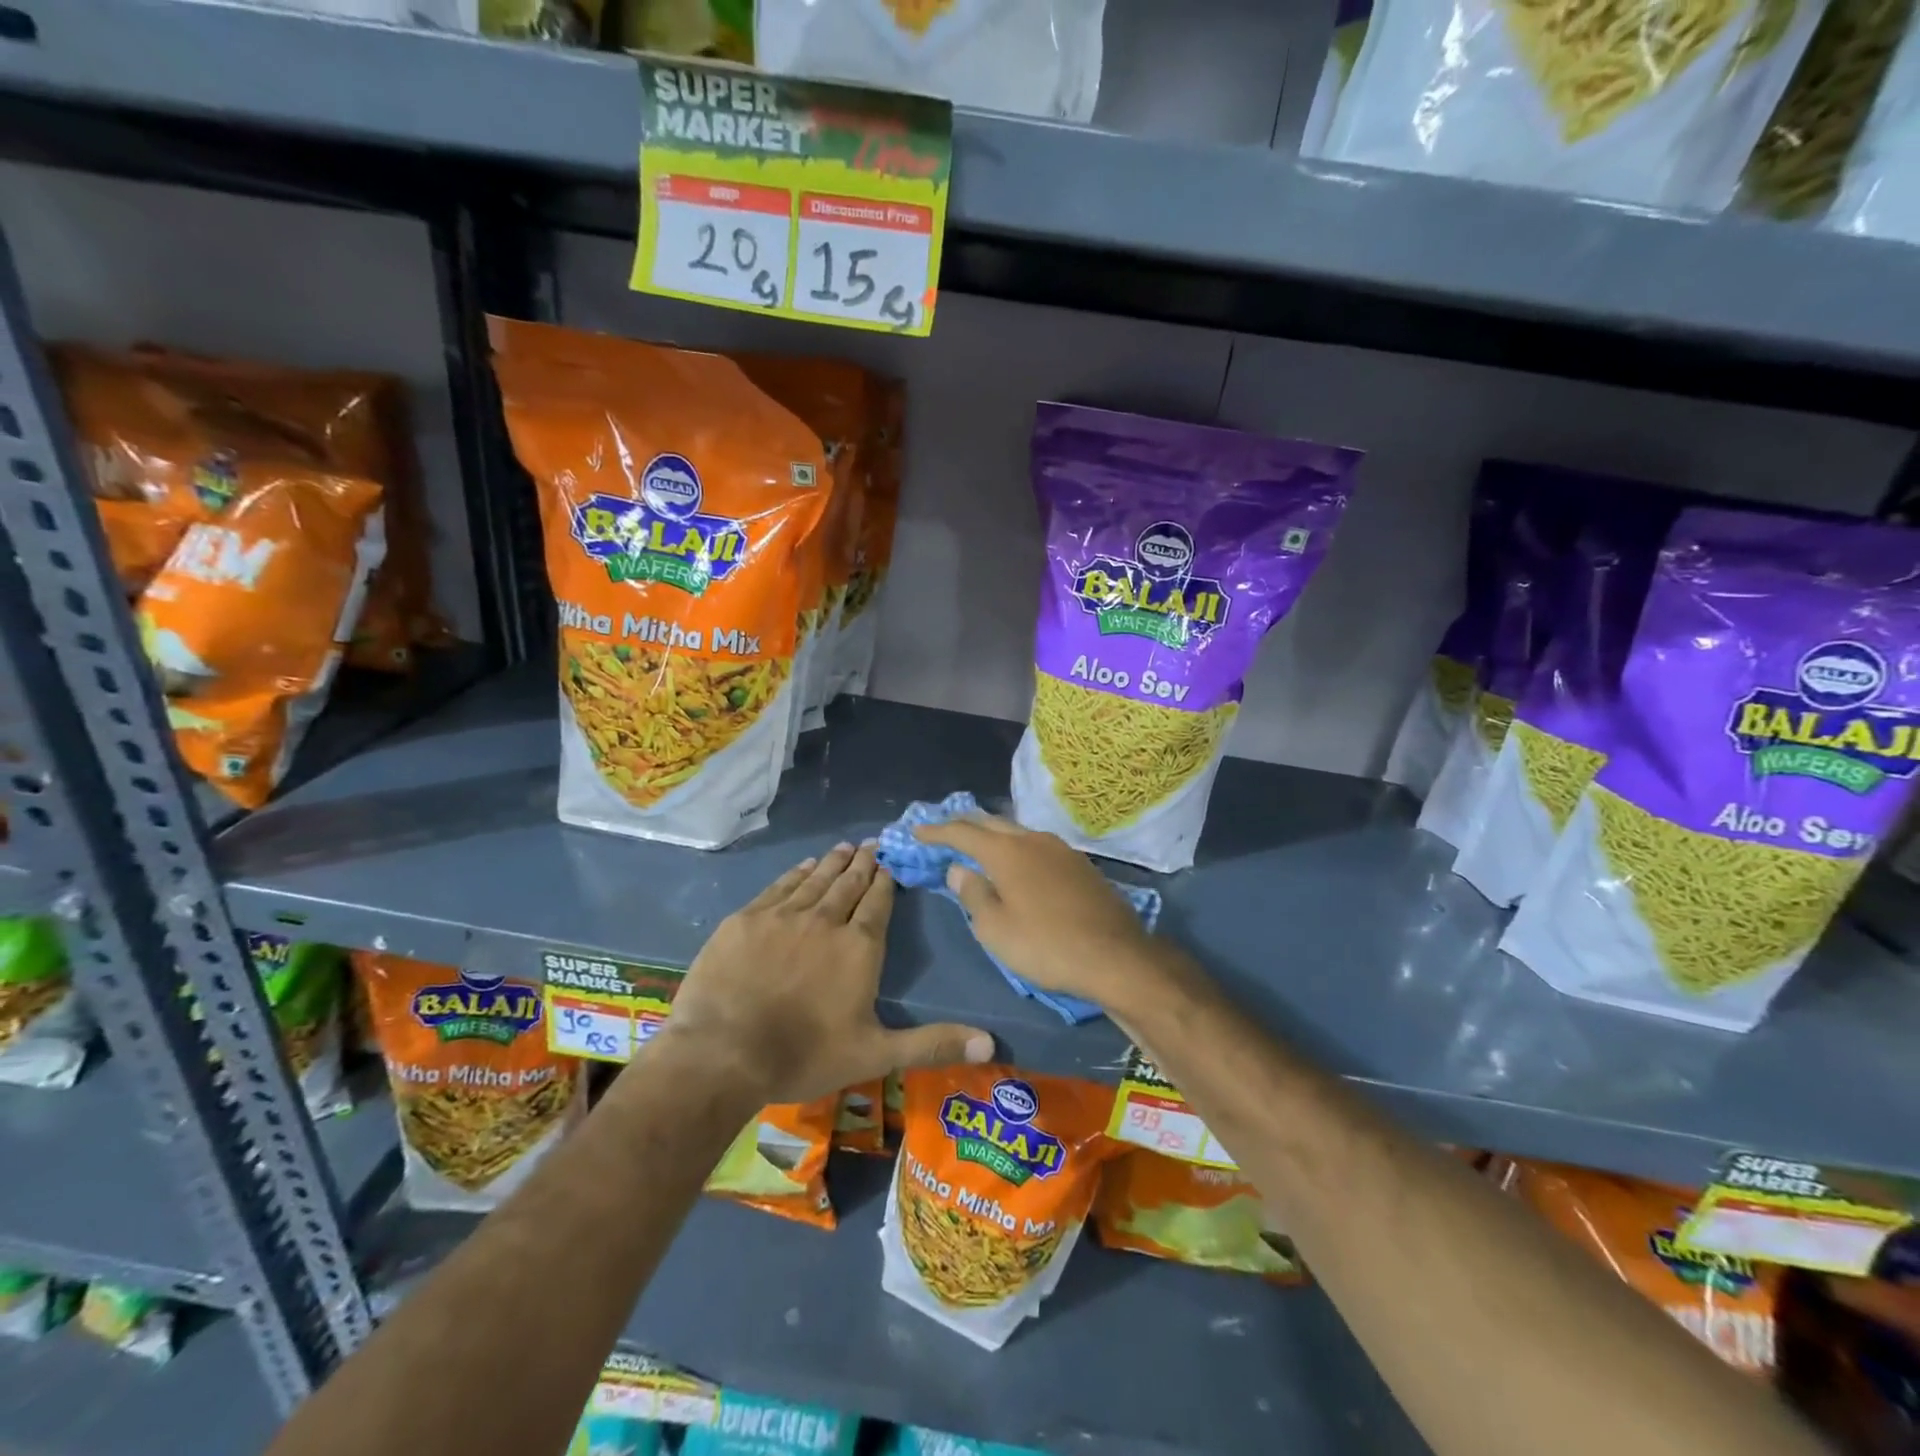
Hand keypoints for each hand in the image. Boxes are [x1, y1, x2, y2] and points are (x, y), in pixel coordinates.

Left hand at [655, 842, 993, 1104]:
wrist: (722, 1053)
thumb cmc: (804, 1055)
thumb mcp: (875, 1054)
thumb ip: (932, 1044)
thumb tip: (991, 1044)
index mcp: (859, 947)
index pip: (878, 903)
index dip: (886, 881)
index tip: (891, 862)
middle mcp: (825, 920)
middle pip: (849, 884)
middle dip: (864, 864)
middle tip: (872, 843)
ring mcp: (783, 916)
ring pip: (816, 880)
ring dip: (833, 862)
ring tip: (846, 847)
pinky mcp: (746, 919)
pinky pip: (779, 887)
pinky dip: (796, 874)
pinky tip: (804, 866)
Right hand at [912, 813, 1178, 1013]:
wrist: (1116, 956)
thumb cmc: (1046, 946)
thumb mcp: (996, 929)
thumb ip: (973, 894)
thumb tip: (959, 869)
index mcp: (1007, 851)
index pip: (963, 832)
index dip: (937, 831)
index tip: (917, 831)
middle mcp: (1033, 839)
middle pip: (992, 822)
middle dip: (965, 825)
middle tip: (945, 832)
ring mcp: (1061, 849)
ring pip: (1018, 832)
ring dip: (994, 835)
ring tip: (979, 845)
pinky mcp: (1080, 864)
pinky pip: (1038, 846)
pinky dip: (1017, 848)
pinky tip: (1017, 864)